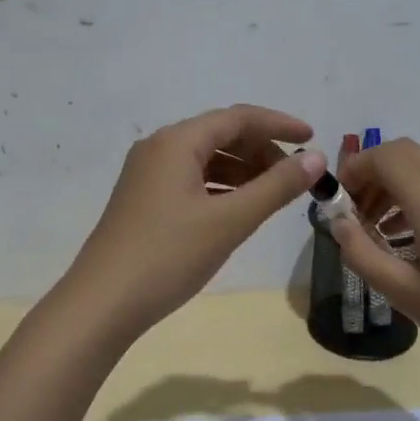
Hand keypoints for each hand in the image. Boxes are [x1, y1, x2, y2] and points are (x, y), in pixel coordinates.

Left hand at [65, 105, 326, 337]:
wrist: (103, 303)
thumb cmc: (168, 256)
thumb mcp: (230, 221)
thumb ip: (276, 187)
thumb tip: (316, 158)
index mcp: (177, 142)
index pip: (238, 118)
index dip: (279, 124)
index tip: (313, 138)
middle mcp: (158, 148)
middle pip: (220, 135)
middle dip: (261, 151)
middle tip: (296, 178)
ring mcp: (147, 175)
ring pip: (205, 160)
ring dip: (242, 171)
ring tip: (273, 196)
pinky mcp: (143, 200)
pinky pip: (191, 180)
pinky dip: (220, 188)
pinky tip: (238, 210)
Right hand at [330, 139, 419, 393]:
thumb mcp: (404, 293)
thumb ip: (362, 254)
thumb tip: (338, 224)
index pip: (387, 156)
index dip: (355, 168)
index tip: (337, 203)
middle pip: (405, 153)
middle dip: (371, 173)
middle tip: (353, 212)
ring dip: (392, 185)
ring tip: (374, 229)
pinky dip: (413, 197)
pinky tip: (405, 239)